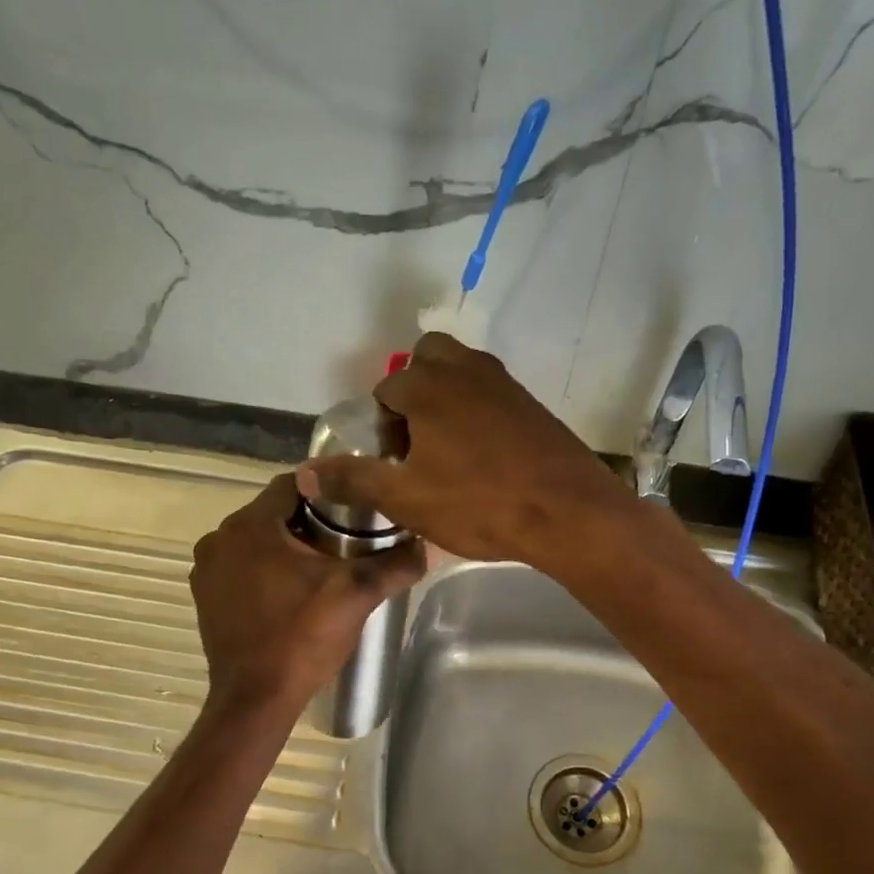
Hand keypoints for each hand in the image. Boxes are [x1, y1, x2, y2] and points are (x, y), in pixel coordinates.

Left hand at [190, 473, 424, 707]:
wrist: (256, 699)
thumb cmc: (302, 638)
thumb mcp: (356, 595)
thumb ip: (394, 564)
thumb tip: (427, 545)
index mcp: (250, 525)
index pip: (294, 484)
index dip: (329, 491)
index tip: (356, 509)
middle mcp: (219, 538)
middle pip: (274, 512)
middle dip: (310, 522)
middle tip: (347, 542)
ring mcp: (206, 569)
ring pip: (256, 540)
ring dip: (286, 547)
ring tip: (323, 568)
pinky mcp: (205, 596)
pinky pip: (240, 566)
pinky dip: (264, 569)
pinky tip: (292, 592)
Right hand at [296, 331, 634, 568]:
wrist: (568, 513)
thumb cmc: (479, 503)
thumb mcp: (405, 499)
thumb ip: (353, 480)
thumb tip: (306, 473)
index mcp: (427, 386)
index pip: (386, 390)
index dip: (381, 428)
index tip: (393, 464)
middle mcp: (465, 369)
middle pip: (425, 360)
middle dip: (413, 394)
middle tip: (417, 444)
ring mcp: (504, 383)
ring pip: (461, 373)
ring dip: (446, 399)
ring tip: (447, 451)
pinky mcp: (532, 404)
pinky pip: (491, 394)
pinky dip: (477, 411)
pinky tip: (484, 457)